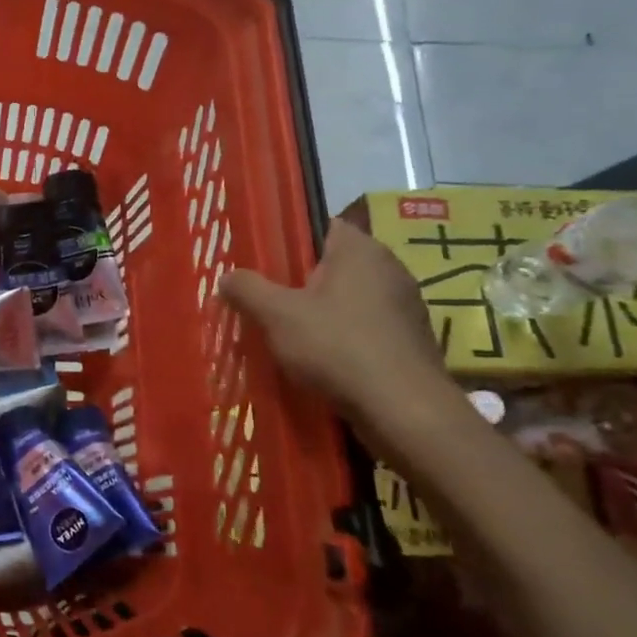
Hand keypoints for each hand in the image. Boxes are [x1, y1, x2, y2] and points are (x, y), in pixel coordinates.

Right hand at [218, 219, 448, 424]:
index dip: (290, 241)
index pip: (321, 226)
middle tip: (267, 301)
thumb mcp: (277, 315)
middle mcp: (389, 268)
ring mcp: (404, 306)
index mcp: (359, 249)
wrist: (403, 410)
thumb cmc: (338, 347)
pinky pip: (365, 327)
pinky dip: (343, 338)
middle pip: (333, 265)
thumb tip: (227, 277)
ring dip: (322, 313)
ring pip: (349, 299)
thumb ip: (248, 290)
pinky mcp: (409, 340)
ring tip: (287, 334)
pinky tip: (320, 360)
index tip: (263, 262)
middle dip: (300, 282)